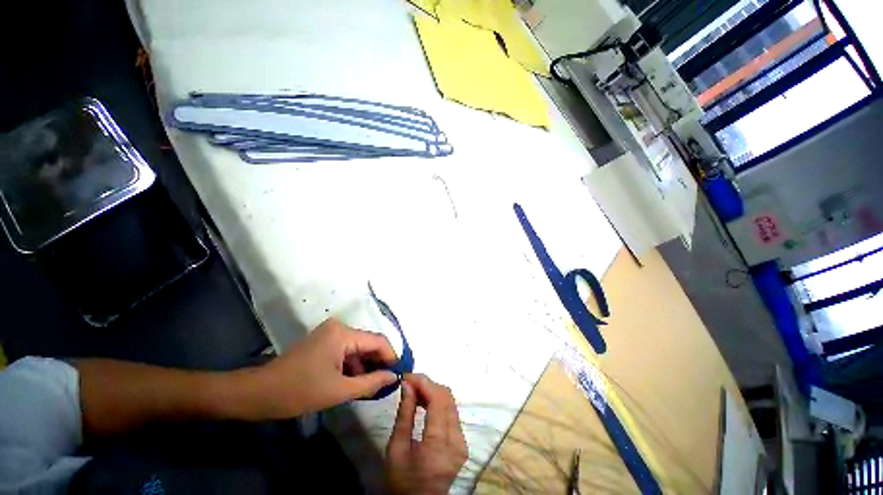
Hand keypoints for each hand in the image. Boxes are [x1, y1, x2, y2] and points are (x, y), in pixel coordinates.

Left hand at [254, 318, 397, 417]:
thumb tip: (394, 377)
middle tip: (387, 383)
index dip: (391, 357)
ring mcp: (330, 333)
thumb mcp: (338, 391)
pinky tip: (355, 381)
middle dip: (378, 362)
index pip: (378, 341)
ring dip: (365, 365)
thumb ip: (371, 383)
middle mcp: (339, 327)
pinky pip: (346, 350)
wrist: (257, 393)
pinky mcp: (324, 341)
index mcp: (343, 334)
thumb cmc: (298, 391)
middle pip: (368, 343)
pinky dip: (353, 365)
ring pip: (358, 348)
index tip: (399, 374)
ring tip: (372, 386)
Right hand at [385, 374, 467, 494]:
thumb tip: (407, 384)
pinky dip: (438, 401)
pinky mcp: (462, 441)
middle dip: (428, 384)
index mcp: (438, 445)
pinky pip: (451, 411)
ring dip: (433, 391)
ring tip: (414, 390)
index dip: (424, 382)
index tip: (407, 376)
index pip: (438, 400)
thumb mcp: (396, 448)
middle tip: (409, 382)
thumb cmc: (402, 481)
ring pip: (451, 402)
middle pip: (447, 397)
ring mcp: (462, 441)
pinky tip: (424, 401)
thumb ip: (404, 413)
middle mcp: (456, 440)